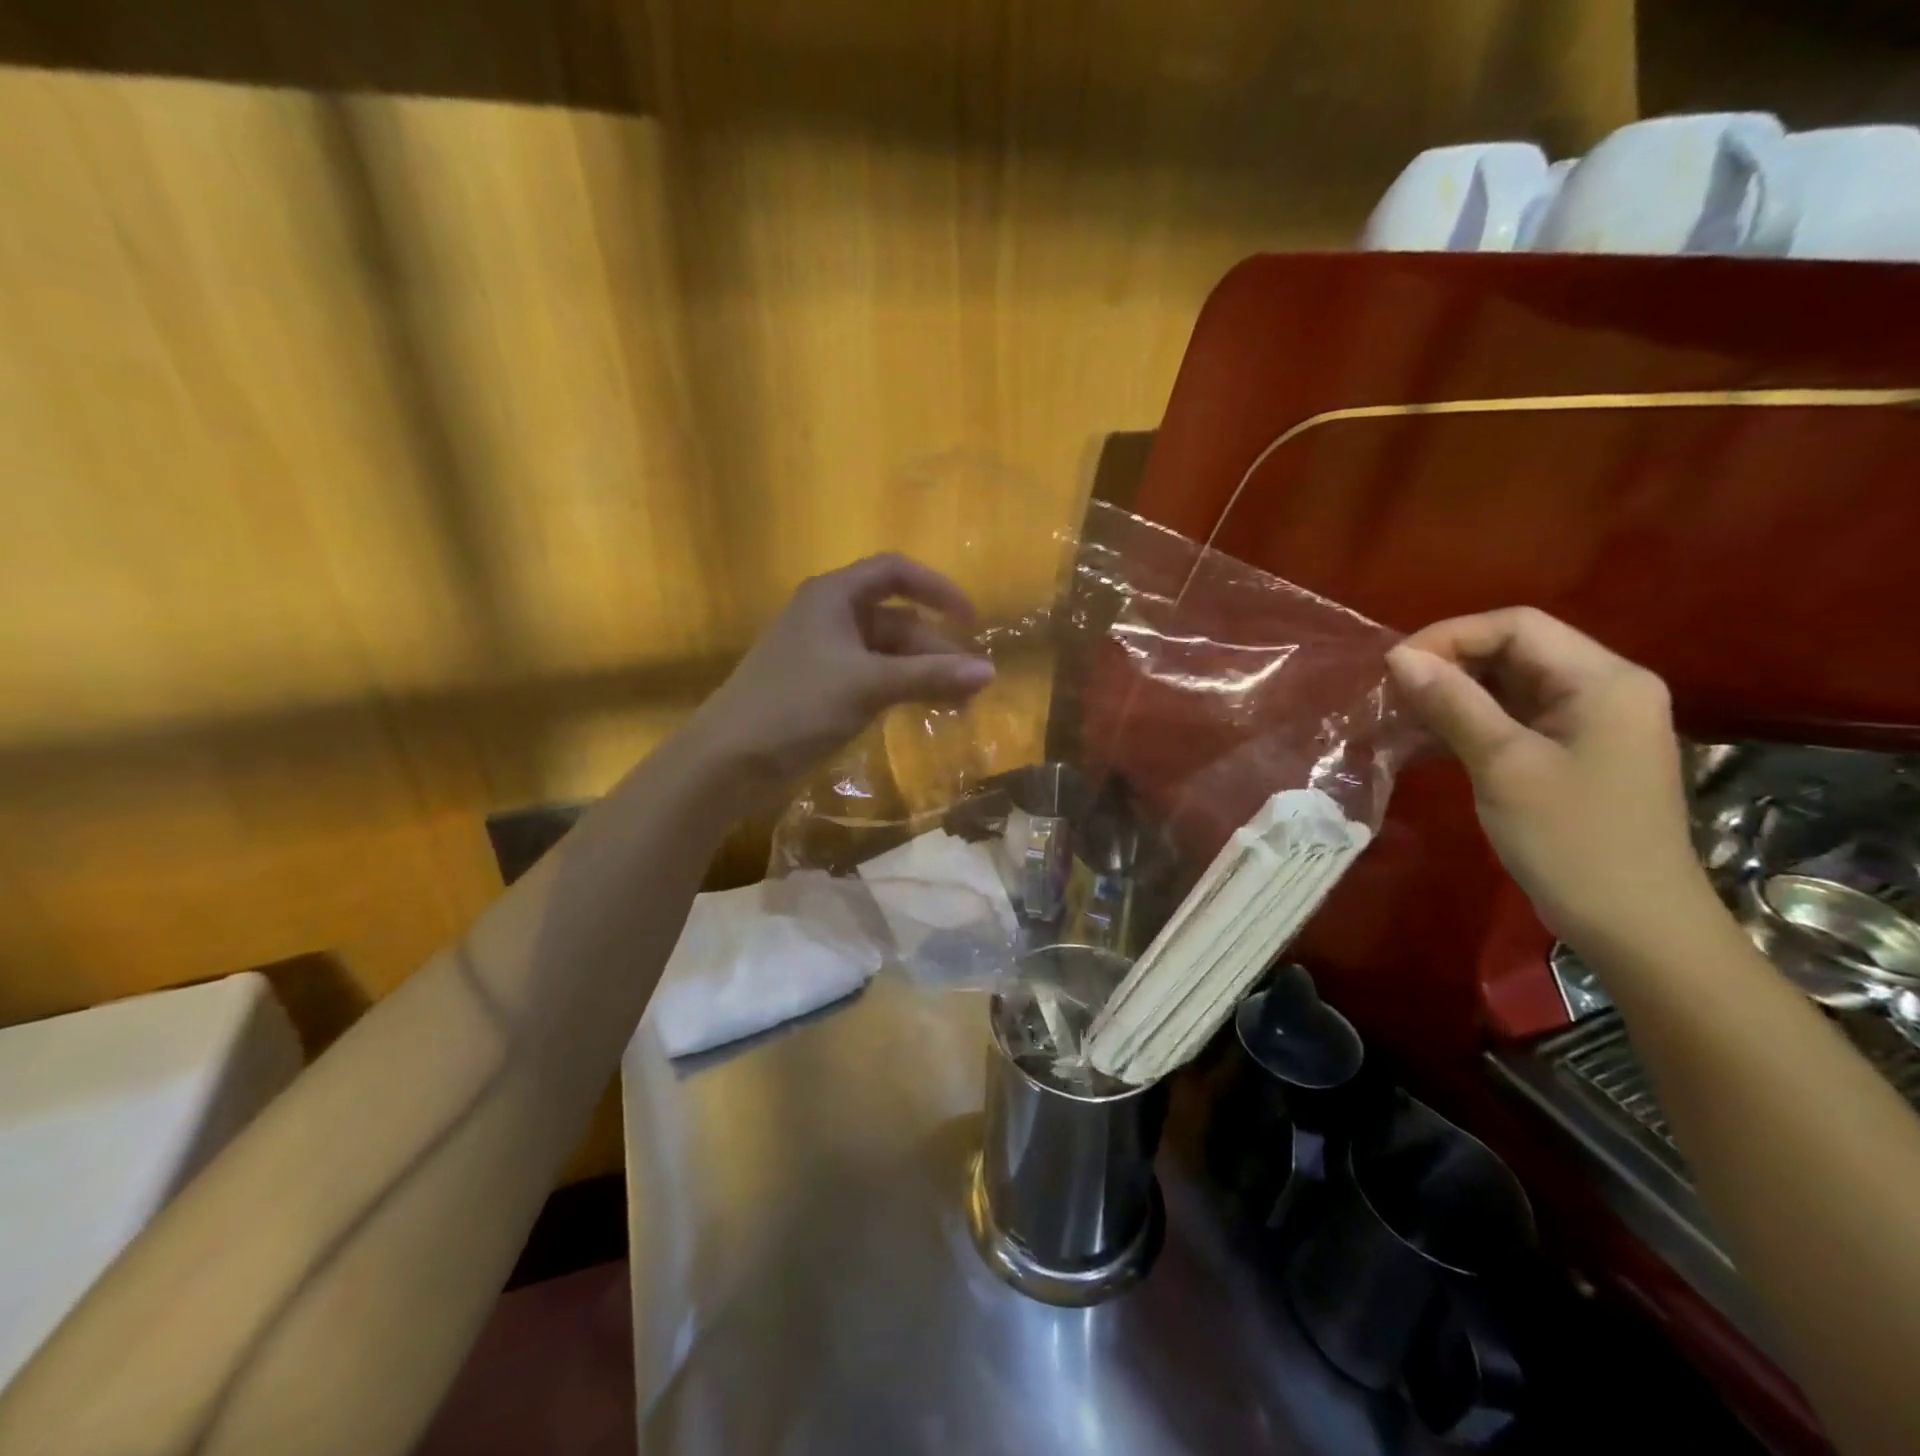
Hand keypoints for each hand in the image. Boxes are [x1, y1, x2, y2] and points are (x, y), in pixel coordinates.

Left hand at [692, 553, 994, 794]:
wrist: (729, 759)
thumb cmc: (797, 705)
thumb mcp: (868, 685)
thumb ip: (930, 676)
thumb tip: (990, 672)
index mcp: (833, 596)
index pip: (894, 572)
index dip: (937, 589)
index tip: (971, 619)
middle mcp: (828, 616)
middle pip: (895, 619)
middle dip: (934, 648)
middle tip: (971, 683)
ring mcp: (823, 654)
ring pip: (885, 653)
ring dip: (921, 673)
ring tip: (958, 704)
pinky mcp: (819, 688)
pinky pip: (871, 678)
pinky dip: (899, 689)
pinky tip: (922, 710)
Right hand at [1386, 608, 1708, 951]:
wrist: (1635, 926)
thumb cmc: (1572, 840)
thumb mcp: (1503, 764)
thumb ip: (1453, 703)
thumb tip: (1400, 657)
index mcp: (1603, 680)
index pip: (1517, 626)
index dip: (1450, 636)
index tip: (1395, 668)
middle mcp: (1603, 689)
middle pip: (1515, 651)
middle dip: (1448, 665)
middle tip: (1393, 695)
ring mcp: (1591, 724)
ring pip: (1509, 686)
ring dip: (1453, 695)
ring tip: (1401, 717)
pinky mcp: (1573, 754)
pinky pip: (1514, 719)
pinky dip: (1469, 723)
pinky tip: (1427, 743)